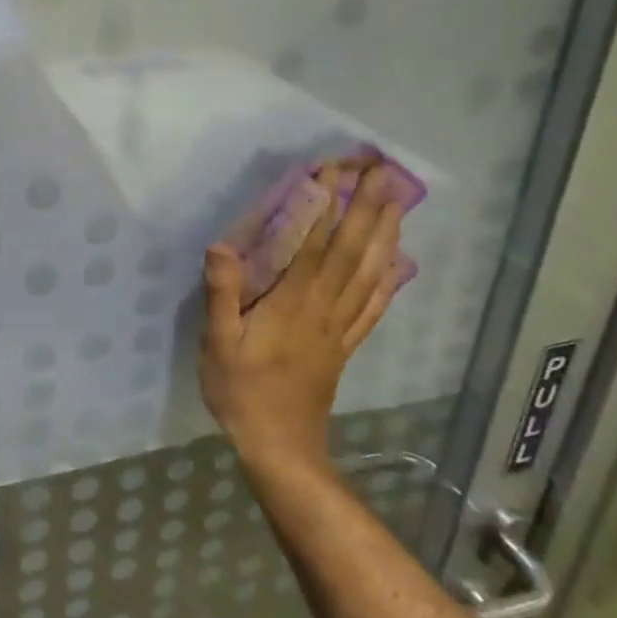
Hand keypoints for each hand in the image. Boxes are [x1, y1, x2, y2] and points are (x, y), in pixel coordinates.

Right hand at [200, 163, 403, 470]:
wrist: (281, 447)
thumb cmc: (242, 392)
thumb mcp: (217, 344)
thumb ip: (221, 295)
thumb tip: (222, 246)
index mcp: (294, 302)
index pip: (317, 244)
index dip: (328, 205)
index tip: (336, 170)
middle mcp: (324, 307)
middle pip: (353, 251)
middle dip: (368, 208)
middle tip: (384, 171)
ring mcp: (340, 327)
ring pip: (369, 273)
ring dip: (386, 235)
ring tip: (399, 202)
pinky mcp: (345, 346)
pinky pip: (372, 307)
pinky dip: (388, 281)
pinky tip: (398, 264)